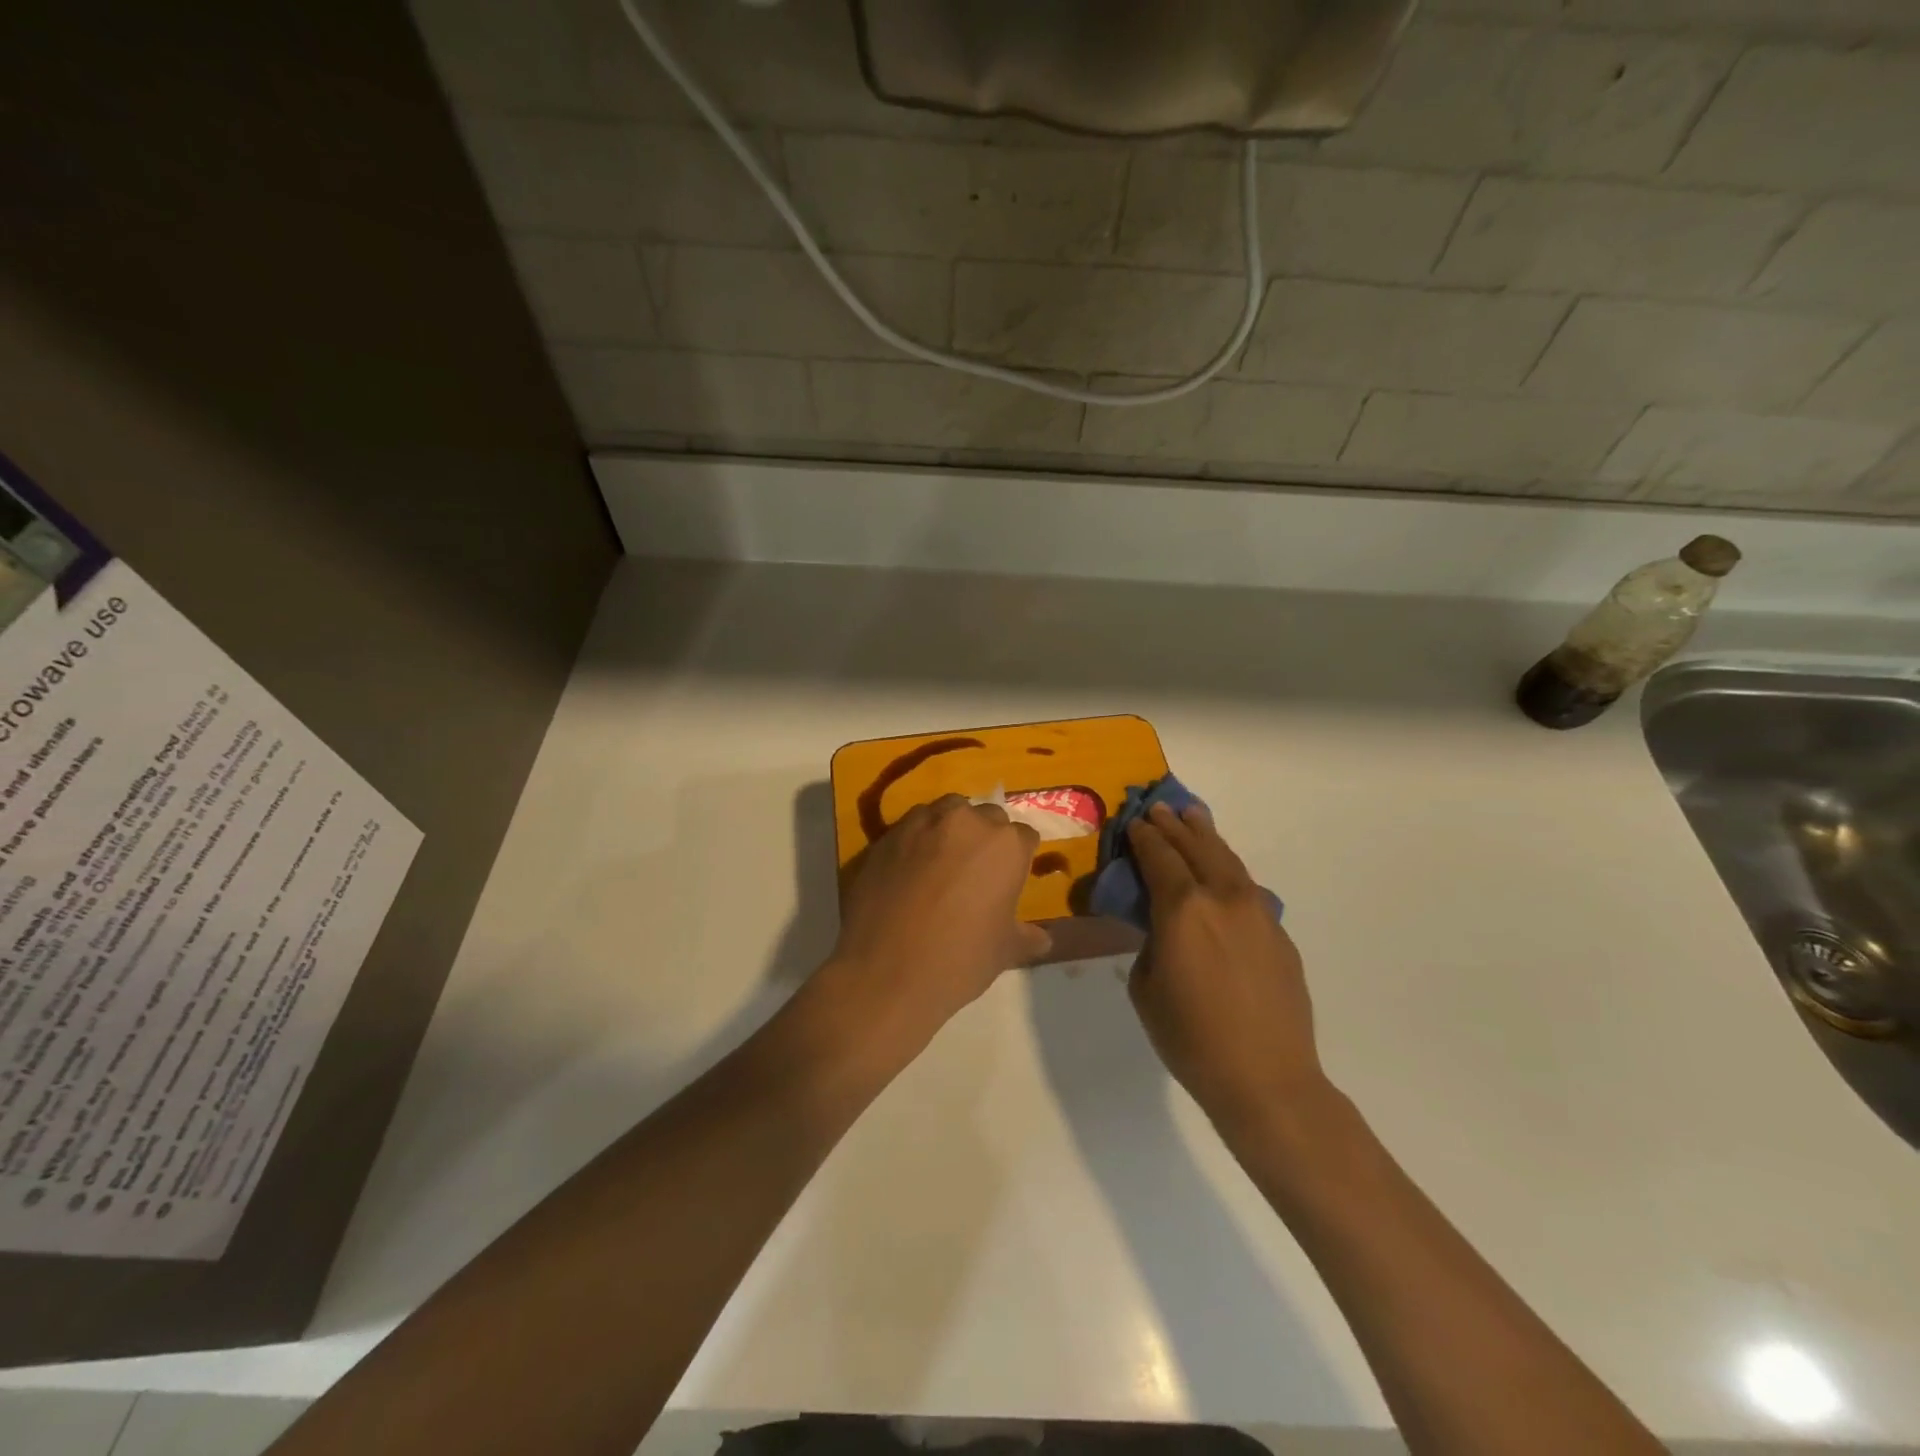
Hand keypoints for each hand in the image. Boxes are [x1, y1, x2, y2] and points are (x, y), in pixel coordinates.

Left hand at [822, 795, 1050, 1051]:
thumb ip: (1027, 936)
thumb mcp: (1005, 951)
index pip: (1024, 837)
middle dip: (986, 837)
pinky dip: (916, 841)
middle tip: (976, 872)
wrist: (885, 972)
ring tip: (942, 864)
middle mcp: (966, 821)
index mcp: (1005, 844)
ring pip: (946, 812)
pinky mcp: (887, 835)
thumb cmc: (959, 960)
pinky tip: (909, 870)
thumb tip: (1042, 938)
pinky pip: (911, 827)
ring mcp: (922, 823)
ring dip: (950, 830)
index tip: (1009, 880)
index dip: (1018, 858)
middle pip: (986, 817)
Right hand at [1127, 803, 1323, 1131]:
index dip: (1144, 837)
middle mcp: (1222, 897)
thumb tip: (1162, 925)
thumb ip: (1150, 940)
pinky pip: (1247, 888)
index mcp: (1183, 908)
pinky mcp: (1279, 933)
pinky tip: (1222, 871)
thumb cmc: (1190, 1037)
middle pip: (1196, 847)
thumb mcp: (1144, 985)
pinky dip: (1228, 870)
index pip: (1159, 857)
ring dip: (1207, 836)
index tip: (1134, 822)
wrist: (1266, 1078)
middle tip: (1160, 808)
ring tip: (1194, 817)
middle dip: (1174, 825)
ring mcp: (1258, 912)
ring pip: (1228, 860)